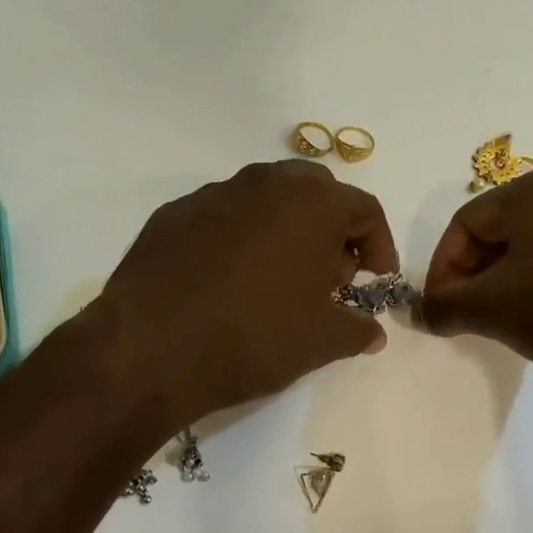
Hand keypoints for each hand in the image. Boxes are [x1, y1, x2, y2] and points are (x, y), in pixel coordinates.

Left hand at [97, 161, 398, 421]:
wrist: (152, 349)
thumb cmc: (255, 337)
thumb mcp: (323, 342)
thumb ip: (358, 330)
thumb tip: (372, 332)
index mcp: (312, 203)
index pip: (364, 208)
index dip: (379, 244)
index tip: (375, 278)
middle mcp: (264, 183)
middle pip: (315, 192)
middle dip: (332, 229)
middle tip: (330, 275)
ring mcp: (213, 194)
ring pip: (266, 199)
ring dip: (285, 230)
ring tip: (280, 279)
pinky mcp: (173, 214)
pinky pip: (223, 217)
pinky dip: (240, 239)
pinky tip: (230, 281)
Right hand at [420, 166, 532, 380]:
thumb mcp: (495, 309)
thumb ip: (447, 307)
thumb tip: (422, 312)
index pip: (464, 224)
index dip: (442, 270)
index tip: (439, 311)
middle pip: (502, 231)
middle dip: (477, 276)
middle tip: (471, 316)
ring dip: (513, 281)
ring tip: (512, 319)